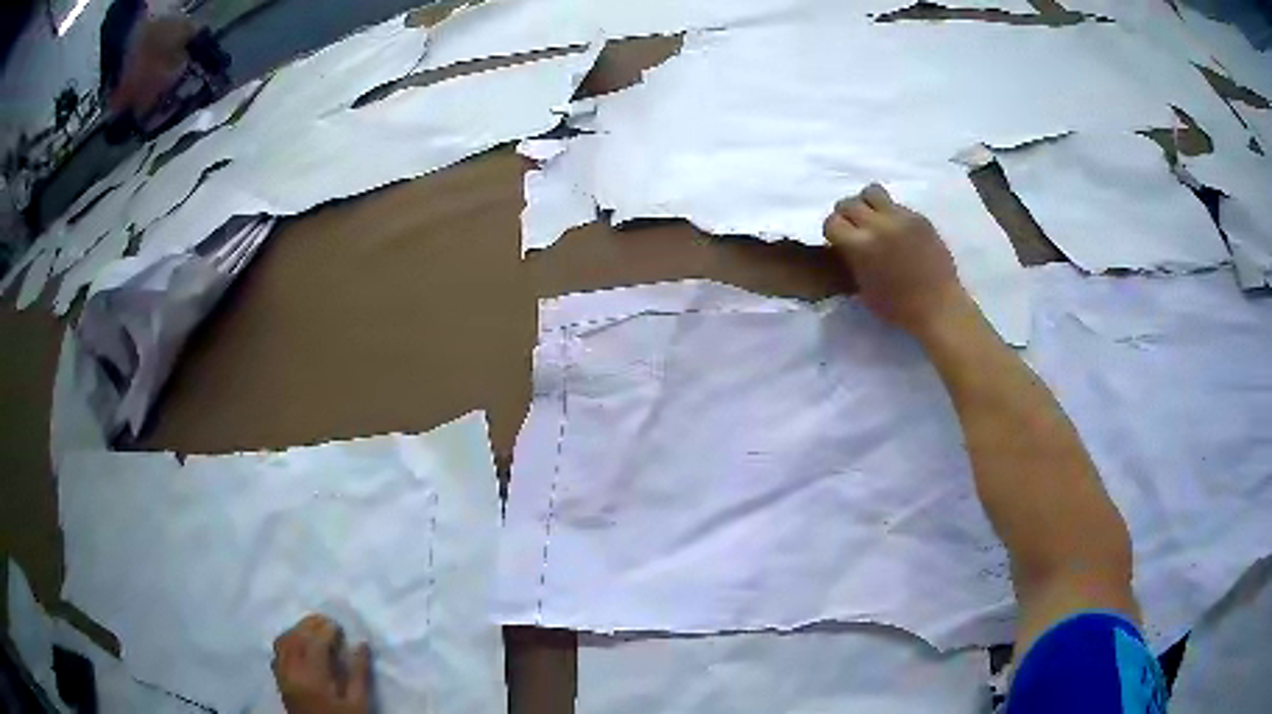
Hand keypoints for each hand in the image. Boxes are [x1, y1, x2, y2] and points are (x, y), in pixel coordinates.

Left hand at [273, 615, 372, 713]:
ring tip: (316, 631)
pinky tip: (301, 644)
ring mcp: (282, 674)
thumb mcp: (358, 703)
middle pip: (296, 637)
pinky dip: (288, 640)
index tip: (341, 627)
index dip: (327, 630)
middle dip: (312, 625)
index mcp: (312, 678)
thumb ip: (360, 674)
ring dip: (299, 630)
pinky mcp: (279, 678)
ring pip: (284, 640)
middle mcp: (291, 671)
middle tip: (329, 623)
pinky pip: (278, 651)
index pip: (315, 642)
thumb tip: (362, 644)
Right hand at [823, 183, 971, 337]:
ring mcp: (900, 217)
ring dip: (867, 204)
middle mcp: (877, 225)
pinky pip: (897, 205)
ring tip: (874, 219)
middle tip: (855, 229)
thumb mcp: (863, 287)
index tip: (840, 240)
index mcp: (860, 246)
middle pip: (849, 203)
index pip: (832, 221)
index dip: (834, 231)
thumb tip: (846, 244)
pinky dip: (891, 214)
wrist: (938, 306)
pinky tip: (898, 231)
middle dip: (847, 215)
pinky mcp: (918, 217)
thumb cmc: (897, 307)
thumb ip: (851, 259)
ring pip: (872, 192)